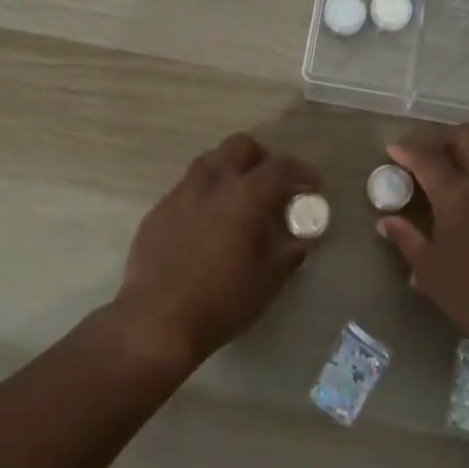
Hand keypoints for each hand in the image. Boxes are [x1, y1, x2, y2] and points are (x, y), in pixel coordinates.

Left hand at [111, 132, 321, 373]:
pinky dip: (204, 195)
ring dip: (229, 170)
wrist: (156, 322)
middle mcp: (211, 183)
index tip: (312, 183)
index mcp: (244, 197)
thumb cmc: (222, 302)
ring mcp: (180, 194)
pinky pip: (186, 188)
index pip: (280, 167)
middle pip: (240, 146)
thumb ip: (291, 252)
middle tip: (270, 184)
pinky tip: (206, 225)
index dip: (301, 170)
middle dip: (261, 157)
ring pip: (209, 161)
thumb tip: (305, 238)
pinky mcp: (158, 210)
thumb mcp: (269, 280)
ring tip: (237, 199)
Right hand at [379, 124, 468, 367]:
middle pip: (467, 136)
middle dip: (444, 138)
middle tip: (429, 156)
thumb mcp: (432, 274)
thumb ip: (408, 240)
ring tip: (455, 172)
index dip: (407, 150)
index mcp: (456, 196)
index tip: (393, 150)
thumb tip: (386, 221)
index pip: (427, 159)